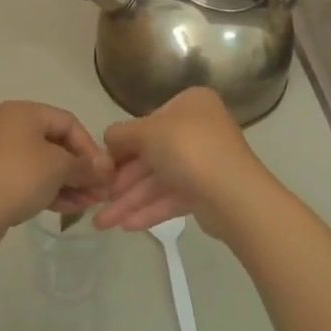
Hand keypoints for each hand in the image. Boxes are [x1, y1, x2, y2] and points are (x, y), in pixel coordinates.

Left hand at [0, 101, 111, 250]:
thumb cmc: (18, 176)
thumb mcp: (58, 167)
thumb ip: (84, 165)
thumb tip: (104, 167)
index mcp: (22, 112)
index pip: (67, 121)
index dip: (89, 146)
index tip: (103, 173)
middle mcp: (7, 125)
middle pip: (54, 143)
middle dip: (79, 169)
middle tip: (99, 192)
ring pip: (41, 163)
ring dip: (67, 182)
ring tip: (88, 205)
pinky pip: (26, 177)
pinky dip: (47, 189)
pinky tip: (67, 209)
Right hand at [96, 87, 271, 243]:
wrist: (233, 194)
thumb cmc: (187, 149)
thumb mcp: (146, 132)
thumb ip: (121, 134)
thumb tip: (108, 140)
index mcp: (190, 104)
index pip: (147, 122)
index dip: (121, 146)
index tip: (101, 167)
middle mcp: (199, 129)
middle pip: (151, 155)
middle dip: (122, 182)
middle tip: (97, 198)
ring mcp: (204, 161)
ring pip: (159, 180)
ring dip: (130, 201)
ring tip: (102, 224)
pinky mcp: (207, 192)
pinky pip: (171, 198)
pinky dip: (149, 210)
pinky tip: (126, 226)